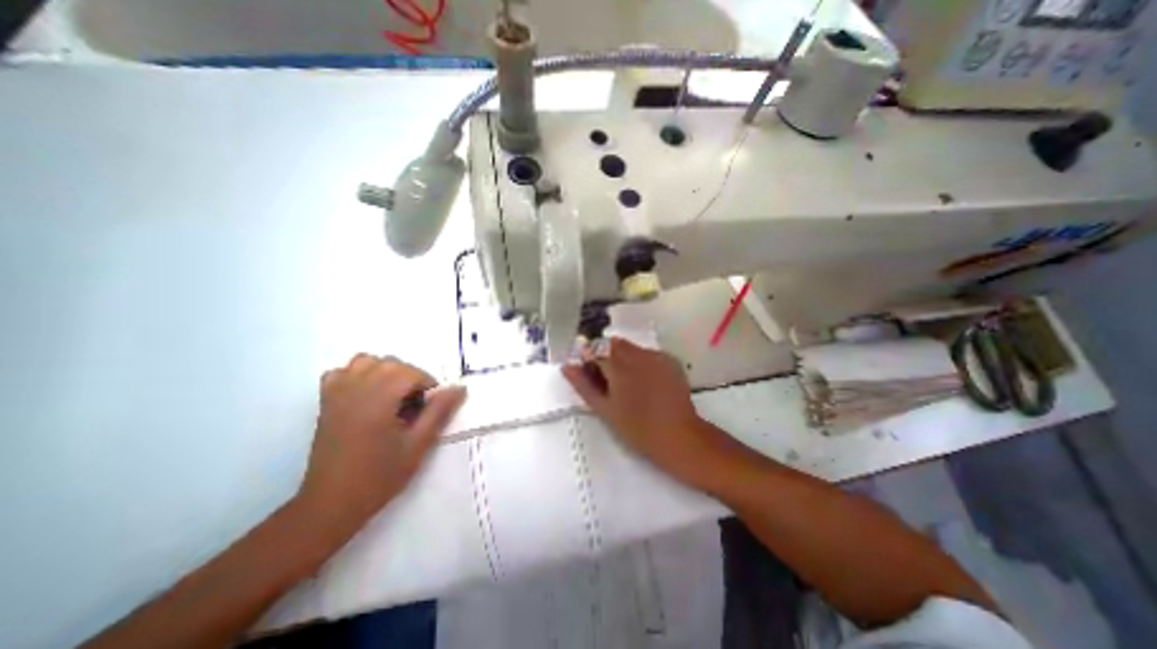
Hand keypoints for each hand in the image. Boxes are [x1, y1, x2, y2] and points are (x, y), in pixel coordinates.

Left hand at [295, 355, 467, 537]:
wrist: (332, 504)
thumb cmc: (379, 476)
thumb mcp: (418, 445)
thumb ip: (439, 412)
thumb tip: (459, 388)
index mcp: (378, 400)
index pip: (409, 372)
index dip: (427, 384)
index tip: (431, 406)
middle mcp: (356, 390)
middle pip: (390, 363)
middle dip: (410, 377)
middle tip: (416, 404)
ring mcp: (337, 394)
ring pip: (365, 361)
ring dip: (385, 371)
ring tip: (394, 396)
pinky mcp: (326, 403)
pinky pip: (341, 373)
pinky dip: (357, 375)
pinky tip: (367, 395)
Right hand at [566, 340, 736, 486]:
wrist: (679, 436)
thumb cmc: (637, 428)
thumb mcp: (605, 409)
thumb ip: (584, 385)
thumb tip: (567, 366)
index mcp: (618, 366)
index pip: (595, 350)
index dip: (590, 360)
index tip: (590, 373)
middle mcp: (637, 354)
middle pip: (613, 344)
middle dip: (606, 356)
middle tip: (609, 381)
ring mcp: (656, 356)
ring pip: (631, 348)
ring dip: (624, 358)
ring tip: (629, 384)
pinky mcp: (670, 361)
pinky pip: (648, 353)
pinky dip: (641, 361)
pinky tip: (647, 382)